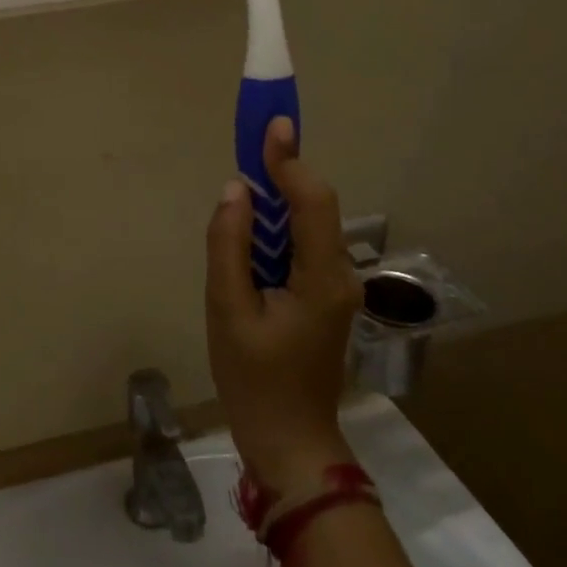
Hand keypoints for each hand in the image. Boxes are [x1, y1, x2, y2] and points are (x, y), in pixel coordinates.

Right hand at [206, 117, 362, 496]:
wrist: (289, 442)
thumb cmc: (255, 381)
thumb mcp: (228, 311)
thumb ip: (229, 245)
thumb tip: (235, 189)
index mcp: (322, 277)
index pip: (312, 201)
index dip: (290, 160)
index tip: (271, 124)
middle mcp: (338, 274)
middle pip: (312, 206)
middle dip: (281, 171)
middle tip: (249, 142)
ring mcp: (334, 286)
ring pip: (306, 225)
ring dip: (275, 199)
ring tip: (242, 185)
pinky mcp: (322, 296)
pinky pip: (299, 246)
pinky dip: (275, 228)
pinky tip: (249, 231)